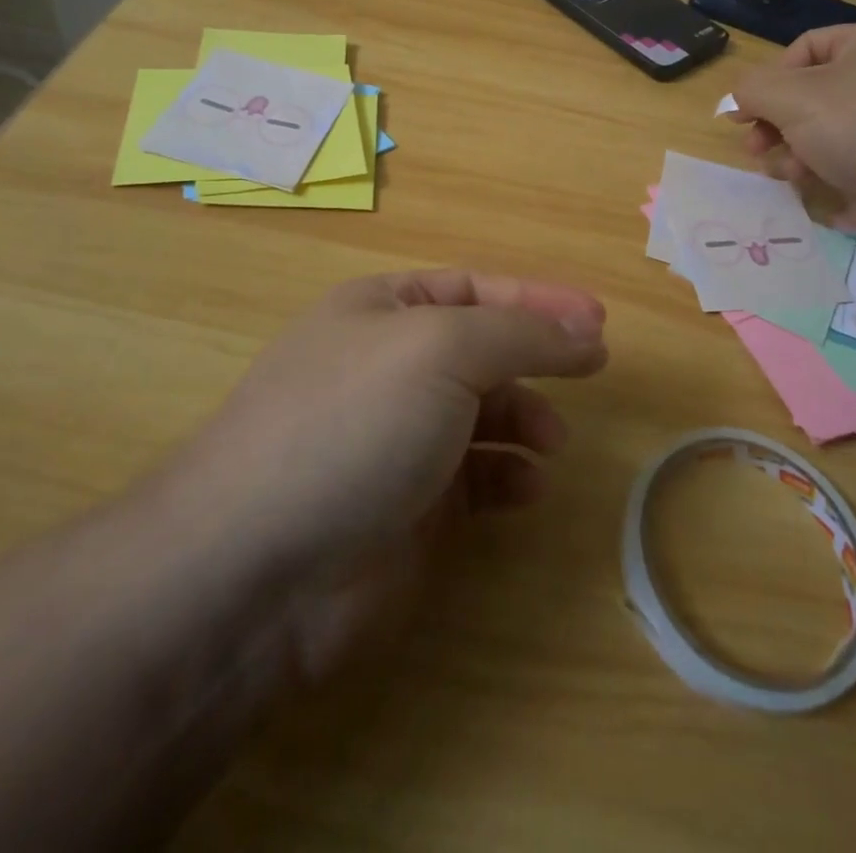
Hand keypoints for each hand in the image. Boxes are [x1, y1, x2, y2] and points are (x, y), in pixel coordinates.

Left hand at [158, 270, 606, 685]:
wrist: (257, 568)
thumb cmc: (353, 423)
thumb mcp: (442, 349)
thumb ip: (521, 333)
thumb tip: (583, 329)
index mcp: (382, 310)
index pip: (475, 288)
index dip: (538, 298)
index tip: (597, 319)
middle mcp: (388, 366)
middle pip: (482, 349)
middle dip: (535, 359)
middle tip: (589, 373)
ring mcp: (396, 438)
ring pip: (482, 414)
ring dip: (525, 419)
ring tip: (551, 442)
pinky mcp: (407, 507)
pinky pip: (473, 477)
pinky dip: (506, 476)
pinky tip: (526, 488)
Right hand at [730, 24, 855, 242]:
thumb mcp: (788, 96)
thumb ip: (750, 89)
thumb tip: (738, 99)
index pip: (803, 47)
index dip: (768, 77)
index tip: (747, 110)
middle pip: (806, 93)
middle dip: (773, 122)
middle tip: (753, 145)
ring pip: (818, 129)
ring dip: (789, 149)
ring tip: (781, 169)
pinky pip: (840, 157)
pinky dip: (816, 168)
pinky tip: (804, 184)